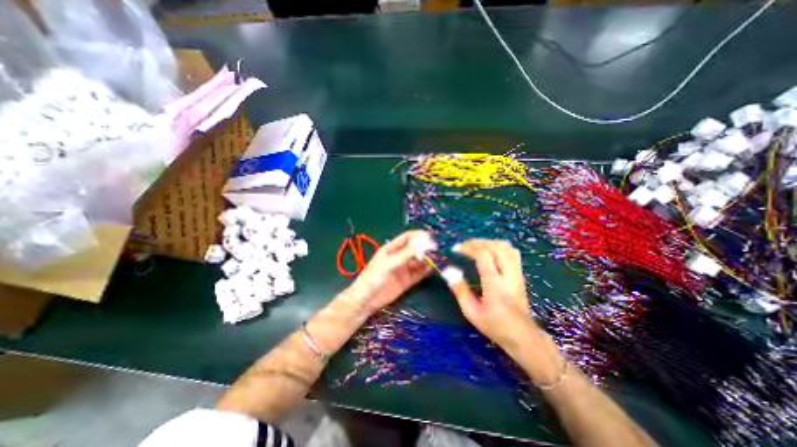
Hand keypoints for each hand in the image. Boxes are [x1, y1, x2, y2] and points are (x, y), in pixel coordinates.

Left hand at [339, 233, 433, 315]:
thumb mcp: (389, 264)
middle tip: (436, 249)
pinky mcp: (407, 280)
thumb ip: (405, 254)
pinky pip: (419, 273)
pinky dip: (426, 270)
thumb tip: (422, 243)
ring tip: (437, 258)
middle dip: (425, 248)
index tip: (429, 237)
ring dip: (427, 259)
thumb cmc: (373, 277)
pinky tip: (433, 268)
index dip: (417, 236)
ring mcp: (404, 269)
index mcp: (391, 249)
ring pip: (418, 261)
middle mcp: (399, 257)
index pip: (406, 238)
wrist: (366, 300)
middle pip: (414, 249)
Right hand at [446, 240, 537, 354]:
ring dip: (489, 242)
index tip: (456, 249)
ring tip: (476, 246)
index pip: (483, 255)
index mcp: (494, 284)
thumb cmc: (494, 325)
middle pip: (495, 247)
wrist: (522, 336)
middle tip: (464, 245)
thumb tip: (449, 271)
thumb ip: (460, 290)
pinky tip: (491, 251)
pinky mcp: (521, 274)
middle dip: (477, 242)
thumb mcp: (471, 312)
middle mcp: (508, 274)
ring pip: (505, 247)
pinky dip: (499, 246)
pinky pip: (512, 252)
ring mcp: (517, 273)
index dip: (469, 248)